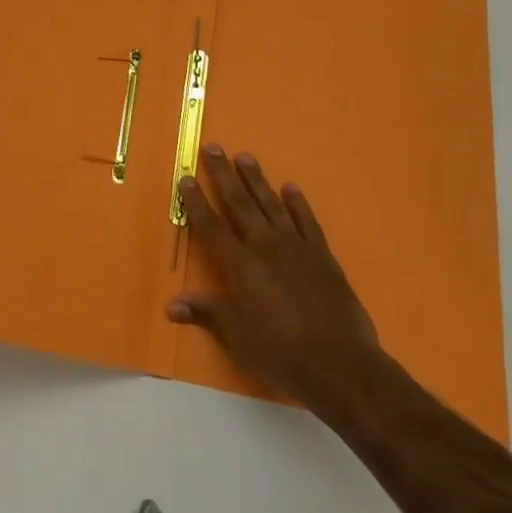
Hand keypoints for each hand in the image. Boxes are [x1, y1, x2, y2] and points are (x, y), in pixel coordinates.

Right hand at [168, 146, 385, 420]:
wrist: (340, 364)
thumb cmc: (280, 353)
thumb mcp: (236, 337)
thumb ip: (207, 313)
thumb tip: (172, 305)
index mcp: (239, 265)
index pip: (210, 226)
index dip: (196, 202)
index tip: (186, 178)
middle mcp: (265, 246)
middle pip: (239, 203)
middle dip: (223, 175)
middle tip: (214, 148)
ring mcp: (296, 247)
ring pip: (271, 204)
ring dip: (257, 180)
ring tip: (245, 157)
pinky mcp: (322, 256)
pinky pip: (307, 221)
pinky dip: (298, 204)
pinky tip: (291, 189)